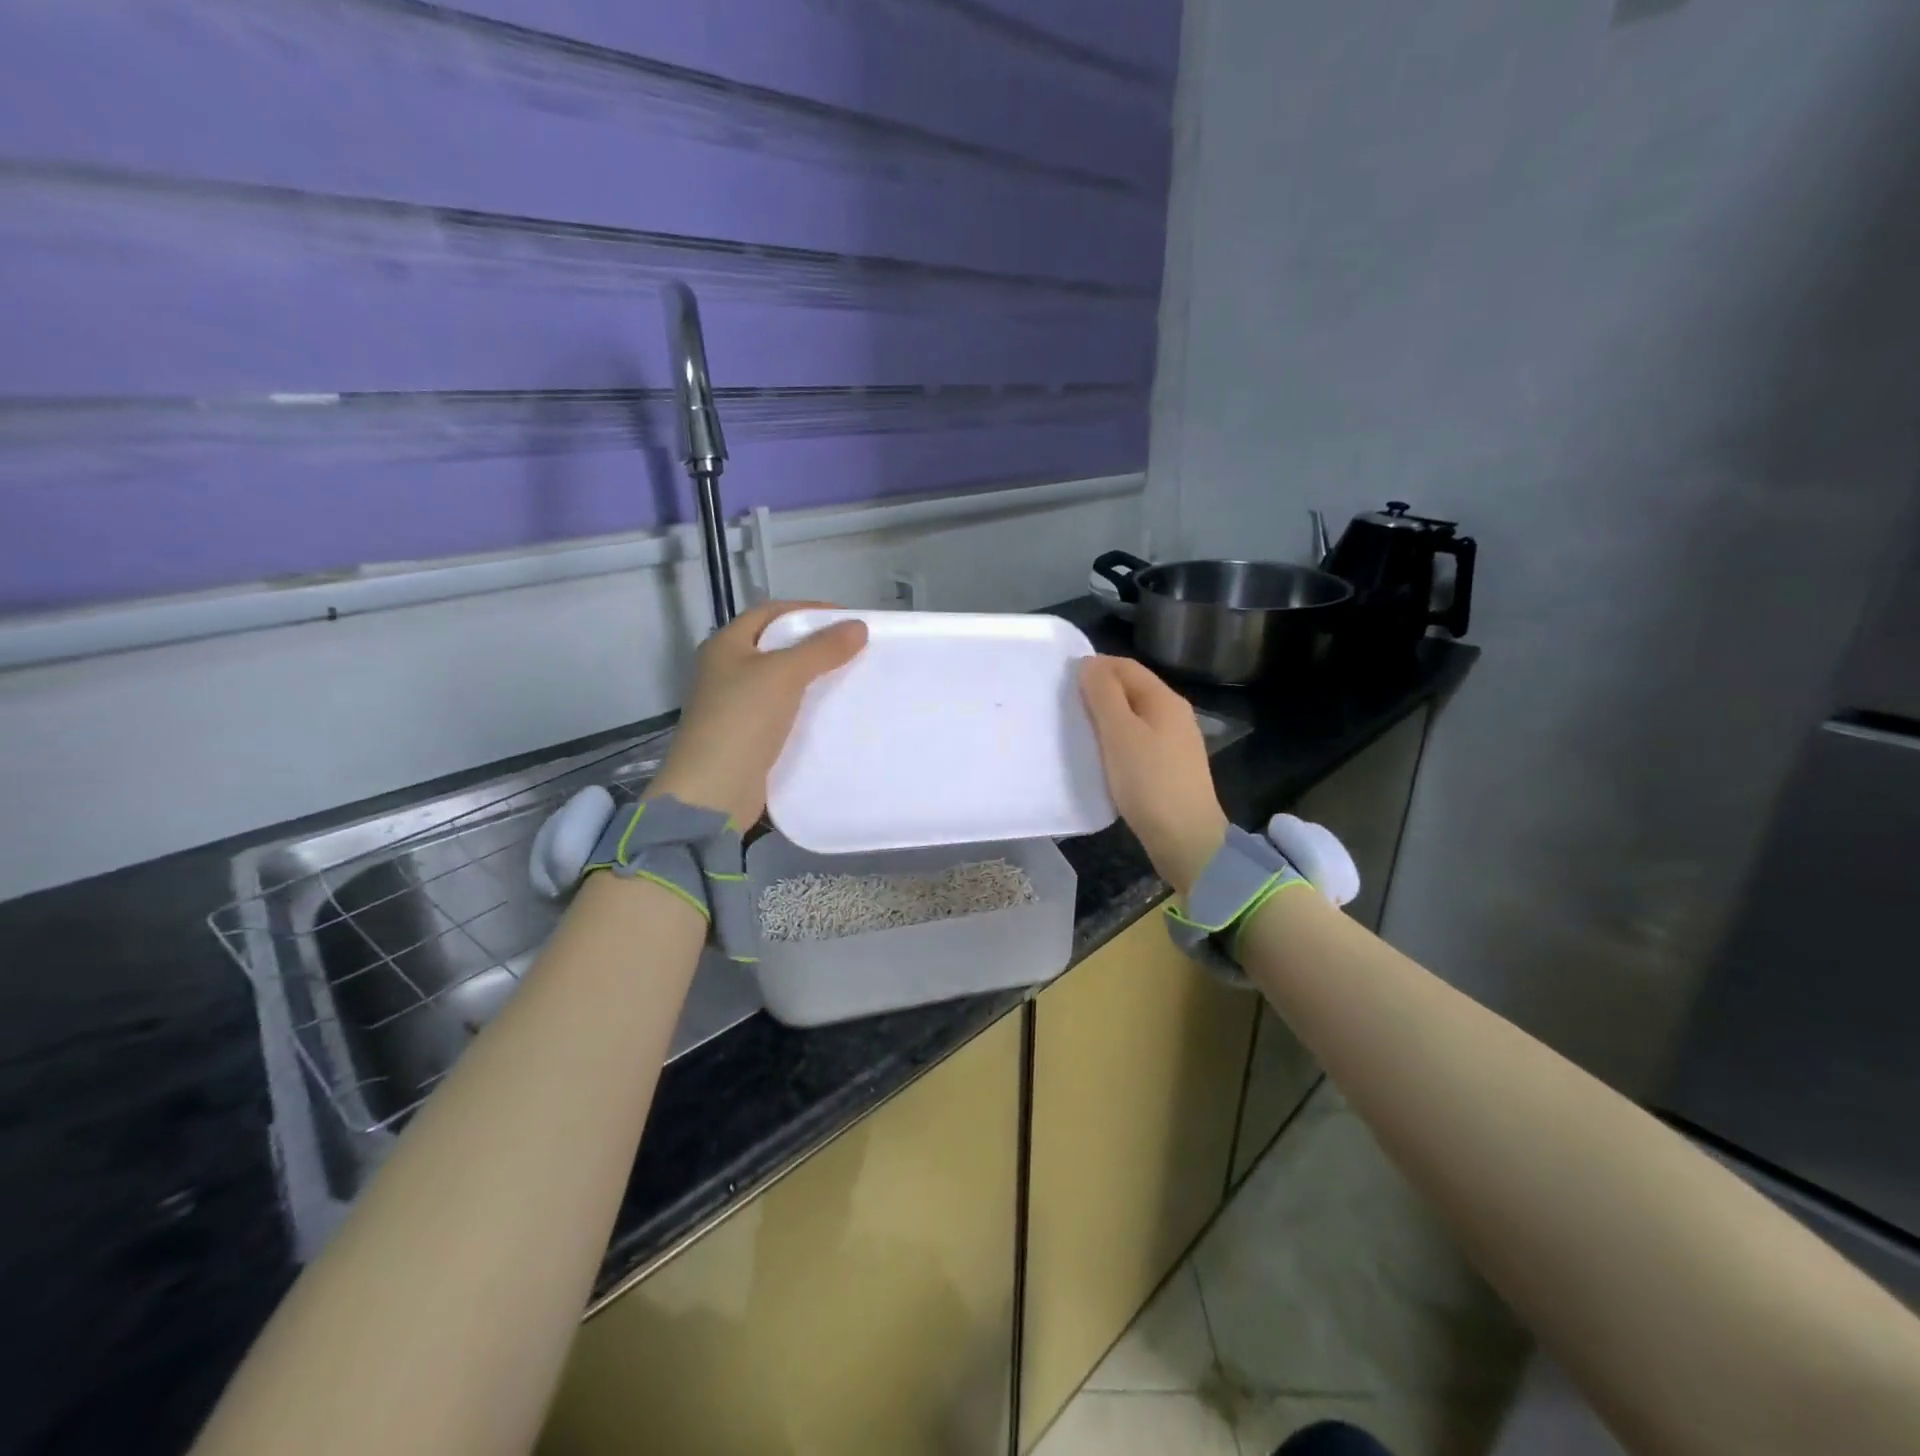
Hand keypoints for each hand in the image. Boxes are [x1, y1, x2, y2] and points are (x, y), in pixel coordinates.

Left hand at [648, 601, 867, 825]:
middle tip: (855, 648)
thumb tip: (859, 626)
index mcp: (726, 645)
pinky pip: (784, 709)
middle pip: (777, 645)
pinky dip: (808, 705)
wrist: (713, 791)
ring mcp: (737, 704)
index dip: (809, 610)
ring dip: (814, 676)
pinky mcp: (750, 735)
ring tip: (851, 676)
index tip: (848, 619)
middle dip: (816, 643)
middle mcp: (727, 670)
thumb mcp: (783, 674)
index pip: (771, 613)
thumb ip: (821, 649)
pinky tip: (833, 710)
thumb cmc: (742, 720)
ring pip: (783, 679)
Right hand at [1078, 656, 1228, 896]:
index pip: (1125, 667)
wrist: (1185, 839)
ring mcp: (1174, 743)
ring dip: (1105, 718)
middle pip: (1131, 690)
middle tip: (1064, 707)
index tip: (1061, 681)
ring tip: (1077, 731)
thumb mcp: (1120, 733)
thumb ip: (1103, 695)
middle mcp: (1174, 715)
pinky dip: (1116, 741)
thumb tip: (1089, 663)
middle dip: (1098, 692)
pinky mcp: (1169, 768)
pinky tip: (1100, 757)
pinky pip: (1137, 742)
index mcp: (1165, 700)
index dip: (1094, 667)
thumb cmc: (1149, 781)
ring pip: (1133, 717)